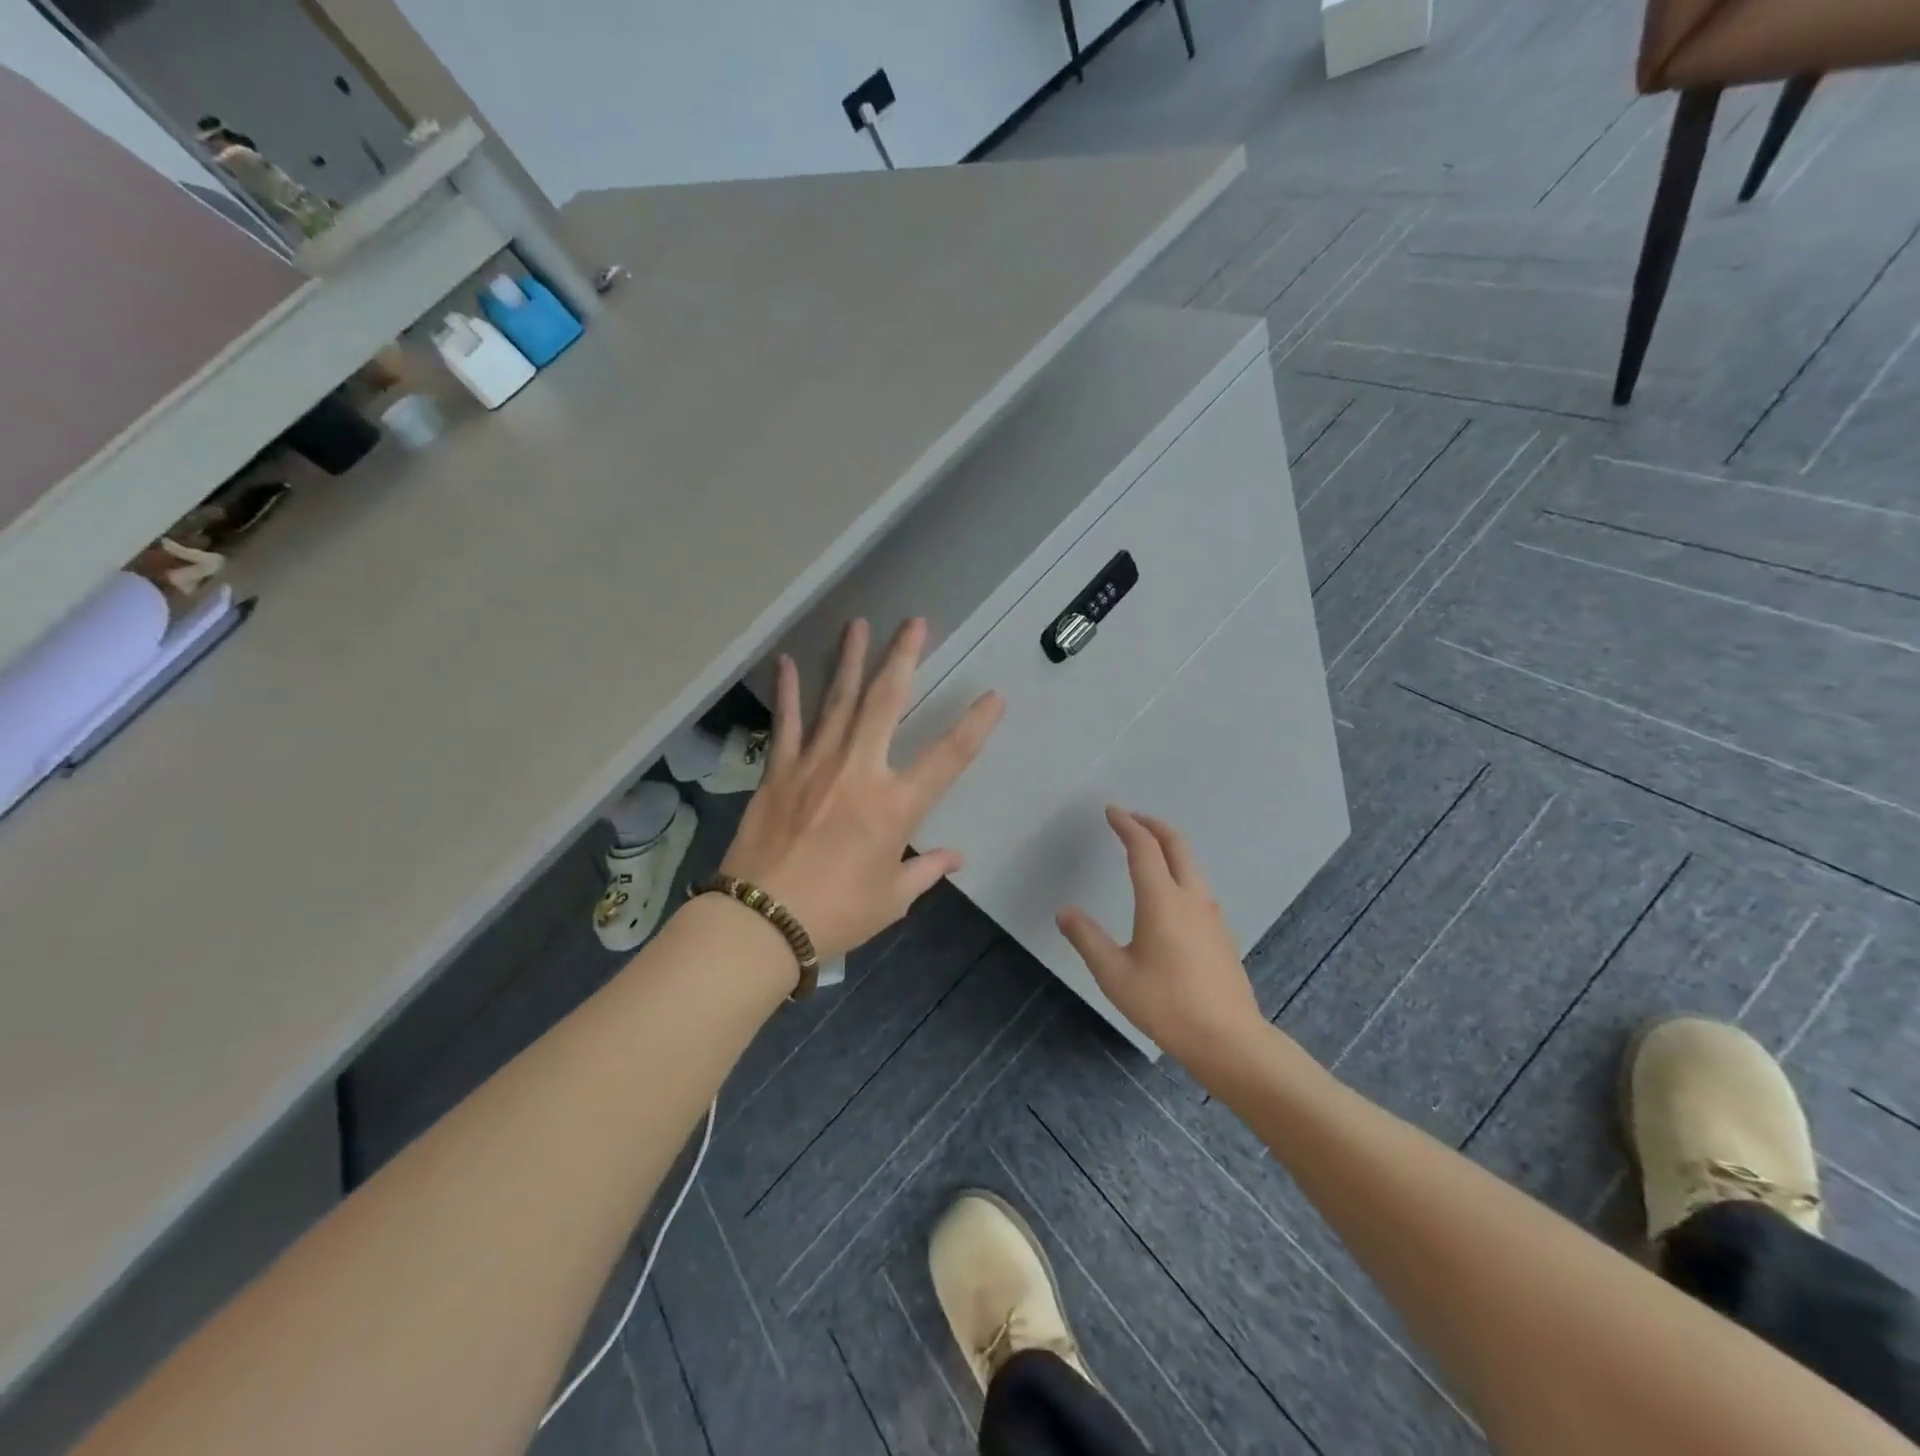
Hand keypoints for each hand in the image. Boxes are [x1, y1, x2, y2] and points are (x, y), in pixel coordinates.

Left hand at [720, 618, 1003, 962]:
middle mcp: (859, 772)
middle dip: (903, 658)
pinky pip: (787, 725)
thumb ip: (925, 871)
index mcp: (895, 806)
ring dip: (851, 660)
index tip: (994, 696)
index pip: (948, 757)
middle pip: (886, 703)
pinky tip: (786, 662)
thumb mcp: (891, 899)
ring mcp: (815, 766)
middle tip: (914, 623)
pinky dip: (788, 693)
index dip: (975, 725)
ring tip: (859, 624)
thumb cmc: (836, 914)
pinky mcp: (779, 772)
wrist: (761, 923)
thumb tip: (955, 858)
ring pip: (838, 701)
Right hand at [1057, 808, 1262, 1066]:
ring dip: (1168, 845)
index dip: (1126, 825)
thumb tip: (1064, 911)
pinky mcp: (1221, 932)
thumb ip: (1087, 939)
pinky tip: (1168, 891)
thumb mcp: (1114, 975)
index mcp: (1162, 900)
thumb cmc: (1166, 1005)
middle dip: (1152, 824)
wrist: (1228, 1039)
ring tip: (1147, 849)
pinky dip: (1179, 868)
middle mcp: (1190, 897)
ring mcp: (1211, 914)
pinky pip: (1197, 883)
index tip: (1111, 811)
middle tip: (1131, 818)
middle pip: (1176, 844)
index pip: (1144, 847)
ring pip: (1191, 863)